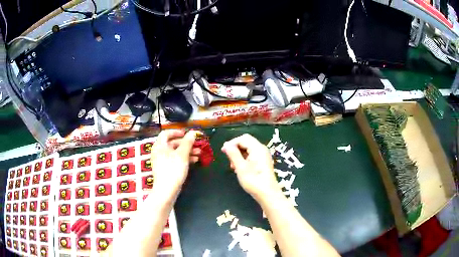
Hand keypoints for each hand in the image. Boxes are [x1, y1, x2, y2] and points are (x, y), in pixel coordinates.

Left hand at [150, 130, 199, 199]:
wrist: (167, 190)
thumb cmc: (173, 169)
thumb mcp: (182, 154)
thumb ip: (188, 142)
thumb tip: (193, 132)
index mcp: (160, 145)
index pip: (166, 133)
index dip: (177, 131)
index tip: (187, 134)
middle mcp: (159, 151)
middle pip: (173, 143)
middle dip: (186, 143)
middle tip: (197, 144)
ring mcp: (162, 161)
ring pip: (175, 152)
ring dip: (187, 151)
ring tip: (199, 153)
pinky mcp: (166, 168)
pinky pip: (175, 160)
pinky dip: (184, 158)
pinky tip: (194, 161)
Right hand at [221, 134, 279, 200]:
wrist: (267, 194)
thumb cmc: (253, 181)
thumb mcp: (240, 167)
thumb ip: (233, 154)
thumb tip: (226, 145)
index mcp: (257, 148)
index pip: (243, 138)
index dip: (231, 143)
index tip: (223, 151)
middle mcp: (262, 149)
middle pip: (246, 142)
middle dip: (235, 148)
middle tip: (228, 159)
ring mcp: (263, 155)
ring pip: (248, 149)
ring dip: (239, 154)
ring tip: (233, 166)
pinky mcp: (263, 162)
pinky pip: (252, 155)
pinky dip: (244, 158)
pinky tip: (240, 168)